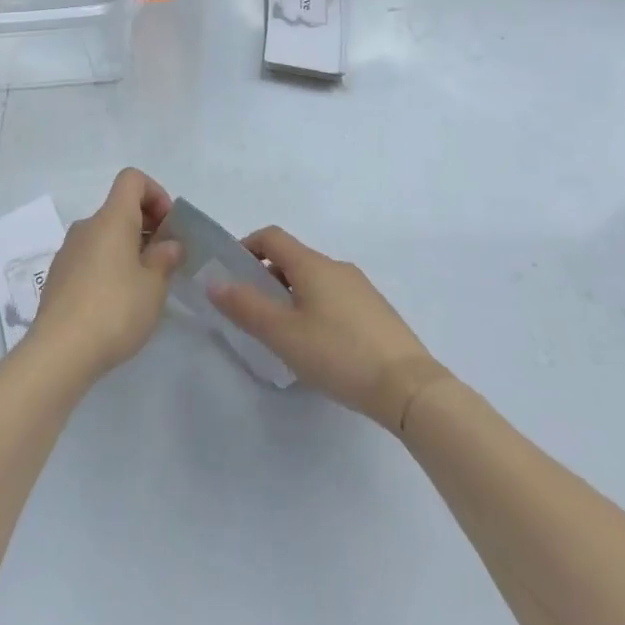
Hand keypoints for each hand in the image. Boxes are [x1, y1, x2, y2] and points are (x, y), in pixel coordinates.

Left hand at [29, 168, 182, 383]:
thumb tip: (169, 244)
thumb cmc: (114, 310)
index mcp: (111, 219)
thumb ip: (164, 259)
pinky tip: (116, 303)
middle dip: (146, 226)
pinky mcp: (58, 275)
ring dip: (127, 248)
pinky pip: (90, 256)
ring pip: (105, 235)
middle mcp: (87, 226)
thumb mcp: (153, 287)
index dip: (155, 193)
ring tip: (143, 286)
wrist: (59, 351)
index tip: (168, 226)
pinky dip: (108, 265)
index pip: (131, 179)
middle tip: (164, 261)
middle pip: (119, 208)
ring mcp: (68, 250)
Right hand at [206, 226, 449, 431]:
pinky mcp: (376, 312)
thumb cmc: (339, 353)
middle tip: (254, 314)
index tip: (231, 275)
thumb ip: (246, 306)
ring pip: (315, 281)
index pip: (271, 237)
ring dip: (292, 296)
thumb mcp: (283, 334)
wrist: (410, 387)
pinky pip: (335, 298)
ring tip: (286, 335)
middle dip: (268, 278)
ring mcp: (361, 288)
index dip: (246, 247)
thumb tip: (214, 282)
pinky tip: (320, 348)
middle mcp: (336, 267)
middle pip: (293, 259)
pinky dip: (316, 309)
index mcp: (312, 264)